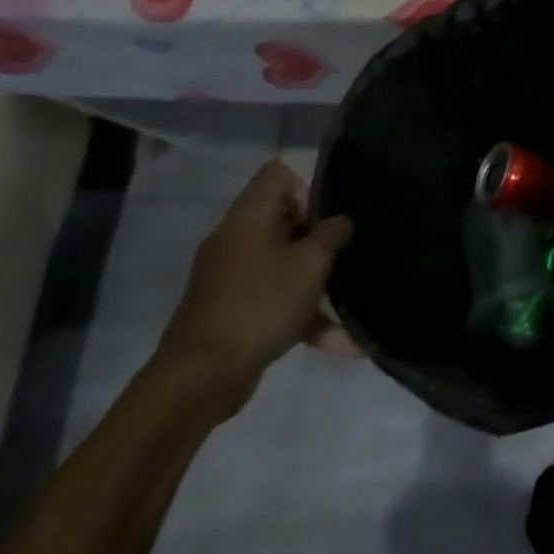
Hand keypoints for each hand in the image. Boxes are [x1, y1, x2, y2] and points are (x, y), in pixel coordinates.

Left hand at [153, 161, 356, 417]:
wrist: (201, 379)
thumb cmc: (260, 304)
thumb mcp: (311, 263)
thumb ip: (332, 234)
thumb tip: (341, 222)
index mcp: (248, 219)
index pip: (277, 175)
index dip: (307, 188)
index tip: (326, 219)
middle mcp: (235, 242)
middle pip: (284, 221)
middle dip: (319, 239)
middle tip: (343, 256)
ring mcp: (232, 280)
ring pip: (284, 265)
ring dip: (318, 284)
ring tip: (352, 305)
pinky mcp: (234, 313)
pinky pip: (277, 302)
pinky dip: (305, 317)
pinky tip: (341, 343)